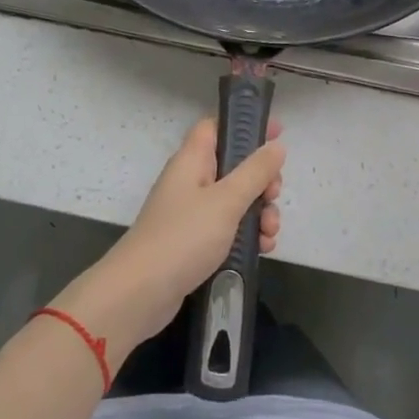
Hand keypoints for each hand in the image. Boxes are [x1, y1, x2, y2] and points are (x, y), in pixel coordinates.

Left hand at [52, 119, 284, 357]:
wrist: (141, 293)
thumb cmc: (184, 237)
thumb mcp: (226, 201)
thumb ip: (254, 172)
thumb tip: (276, 146)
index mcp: (192, 161)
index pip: (216, 127)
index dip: (245, 125)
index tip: (277, 133)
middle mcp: (190, 181)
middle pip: (233, 166)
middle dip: (261, 180)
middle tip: (274, 195)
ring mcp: (192, 213)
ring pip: (235, 200)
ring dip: (259, 212)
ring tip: (270, 233)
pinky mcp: (194, 241)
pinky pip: (228, 228)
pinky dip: (247, 235)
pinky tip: (262, 250)